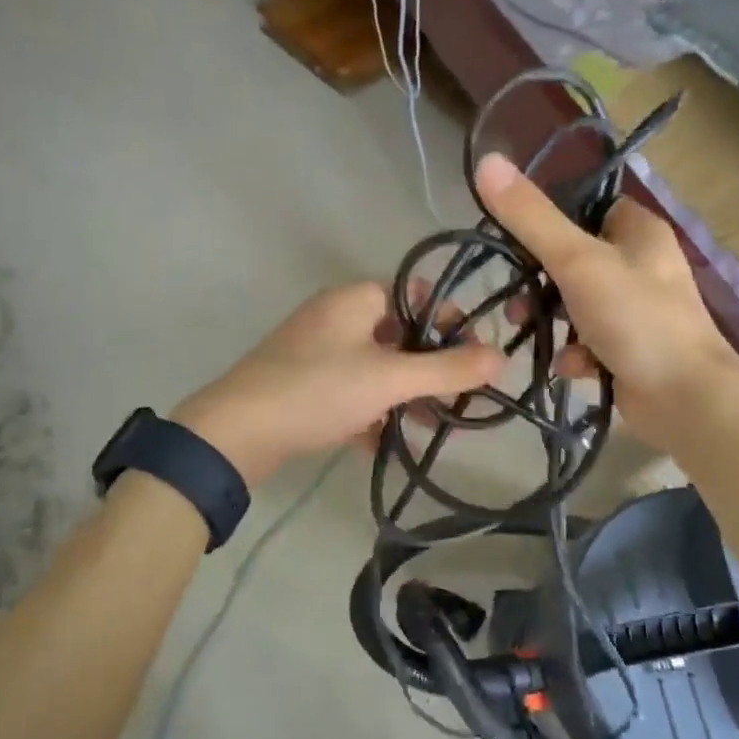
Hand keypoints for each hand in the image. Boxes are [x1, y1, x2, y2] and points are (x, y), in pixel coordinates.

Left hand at [174, 283, 505, 485]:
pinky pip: (350, 394)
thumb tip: (502, 358)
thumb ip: (448, 369)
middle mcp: (335, 318)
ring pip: (375, 369)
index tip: (475, 355)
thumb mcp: (390, 379)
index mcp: (355, 300)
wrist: (235, 433)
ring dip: (404, 395)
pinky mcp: (303, 387)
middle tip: (460, 400)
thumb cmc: (318, 390)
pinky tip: (387, 445)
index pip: (417, 294)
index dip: (450, 320)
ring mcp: (316, 354)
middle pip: (399, 335)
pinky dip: (371, 414)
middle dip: (431, 368)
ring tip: (433, 427)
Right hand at [475, 153, 738, 443]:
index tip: (516, 240)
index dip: (552, 220)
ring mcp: (637, 310)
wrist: (686, 398)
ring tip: (526, 331)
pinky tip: (570, 367)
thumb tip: (486, 161)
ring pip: (577, 304)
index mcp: (639, 231)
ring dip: (551, 319)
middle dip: (540, 282)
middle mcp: (642, 265)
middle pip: (576, 259)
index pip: (589, 208)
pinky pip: (590, 342)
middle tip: (515, 299)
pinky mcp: (631, 350)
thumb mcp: (577, 261)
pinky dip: (575, 352)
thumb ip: (530, 217)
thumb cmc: (635, 317)